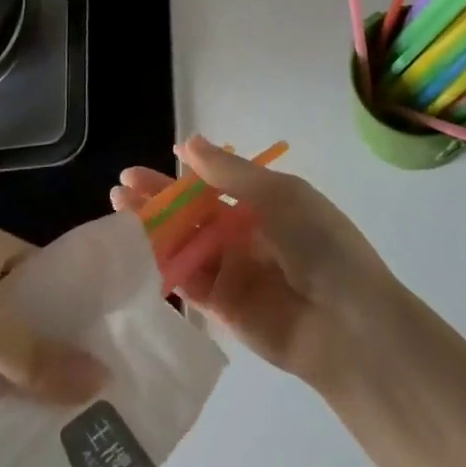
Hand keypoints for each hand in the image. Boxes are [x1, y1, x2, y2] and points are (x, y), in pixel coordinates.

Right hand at [110, 136, 397, 389]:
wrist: (347, 323)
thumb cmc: (318, 244)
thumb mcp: (278, 195)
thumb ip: (228, 173)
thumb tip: (188, 142)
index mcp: (265, 203)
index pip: (214, 184)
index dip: (185, 173)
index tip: (154, 161)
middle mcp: (245, 234)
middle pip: (192, 213)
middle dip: (158, 199)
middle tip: (122, 186)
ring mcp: (232, 271)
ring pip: (183, 243)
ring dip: (152, 228)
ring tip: (118, 209)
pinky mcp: (220, 308)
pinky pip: (186, 281)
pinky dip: (160, 264)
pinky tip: (133, 248)